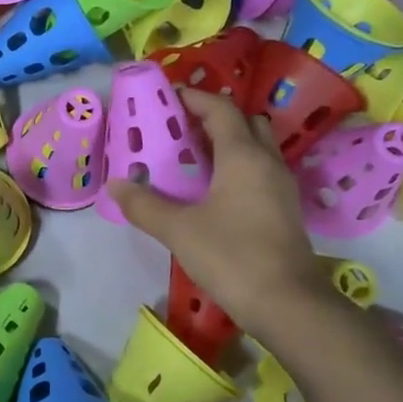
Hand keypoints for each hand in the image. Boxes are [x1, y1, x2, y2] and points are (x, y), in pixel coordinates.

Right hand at [106, 88, 331, 333]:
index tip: (167, 98)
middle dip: (214, 119)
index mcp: (243, 156)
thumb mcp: (179, 230)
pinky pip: (260, 172)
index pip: (220, 109)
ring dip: (228, 144)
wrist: (287, 303)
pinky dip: (237, 168)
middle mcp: (267, 162)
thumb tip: (115, 185)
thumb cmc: (232, 256)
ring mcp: (281, 186)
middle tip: (180, 131)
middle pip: (245, 123)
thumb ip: (145, 205)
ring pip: (256, 147)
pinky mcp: (284, 210)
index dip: (194, 98)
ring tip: (193, 160)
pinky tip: (213, 192)